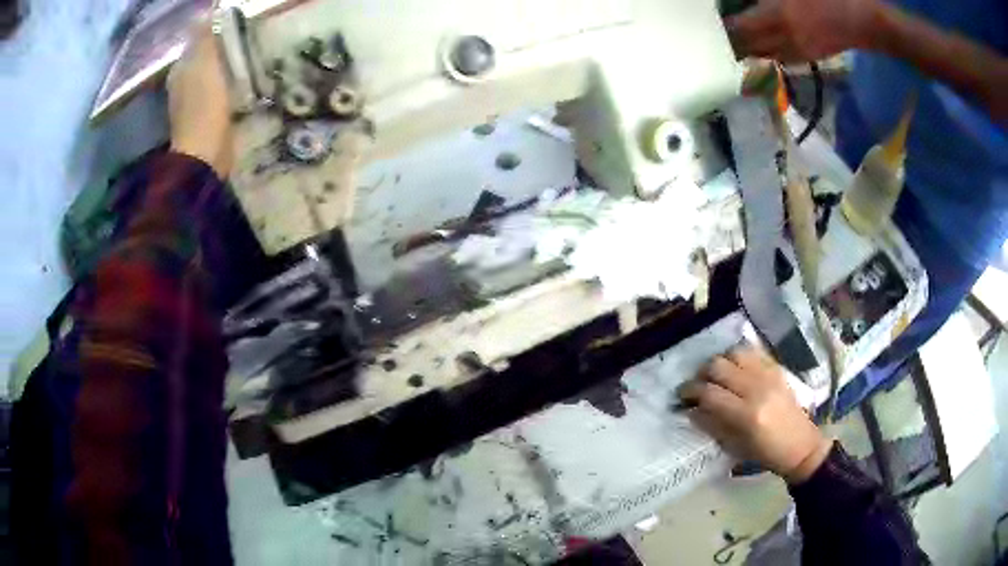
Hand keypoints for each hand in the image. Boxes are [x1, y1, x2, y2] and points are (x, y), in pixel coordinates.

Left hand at [168, 24, 232, 176]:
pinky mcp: (207, 119)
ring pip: (210, 75)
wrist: (205, 155)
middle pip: (202, 59)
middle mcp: (182, 85)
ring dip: (224, 66)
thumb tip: (206, 12)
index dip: (211, 31)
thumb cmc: (204, 106)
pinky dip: (227, 84)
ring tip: (245, 55)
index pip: (195, 42)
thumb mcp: (205, 64)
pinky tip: (240, 81)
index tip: (232, 24)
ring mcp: (193, 104)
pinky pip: (218, 91)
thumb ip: (205, 38)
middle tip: (242, 38)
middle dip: (218, 49)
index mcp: (180, 70)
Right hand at [677, 346, 832, 483]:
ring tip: (715, 375)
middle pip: (719, 366)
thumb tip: (691, 410)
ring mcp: (769, 375)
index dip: (690, 391)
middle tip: (696, 385)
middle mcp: (757, 389)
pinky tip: (734, 367)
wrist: (801, 445)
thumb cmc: (765, 454)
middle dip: (701, 374)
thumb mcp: (735, 447)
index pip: (709, 393)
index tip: (681, 396)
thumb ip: (712, 425)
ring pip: (734, 353)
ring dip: (720, 362)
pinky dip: (738, 356)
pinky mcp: (777, 369)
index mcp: (746, 415)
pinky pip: (752, 352)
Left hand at [724, 0, 881, 61]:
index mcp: (777, 17)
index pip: (741, 28)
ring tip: (738, 39)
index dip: (725, 27)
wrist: (864, 19)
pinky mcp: (811, 57)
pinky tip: (765, 42)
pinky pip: (782, 57)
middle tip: (720, 34)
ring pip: (766, 55)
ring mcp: (799, 52)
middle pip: (750, 47)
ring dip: (750, 48)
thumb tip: (751, 3)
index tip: (713, 23)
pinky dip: (769, 50)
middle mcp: (785, 40)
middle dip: (733, 41)